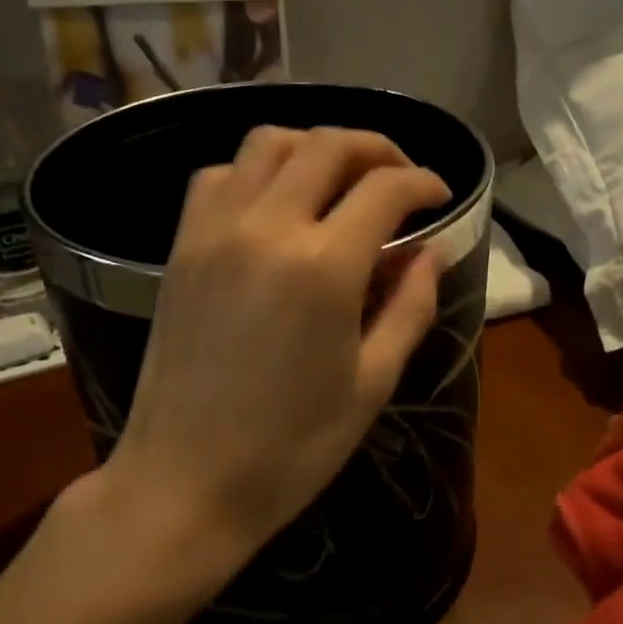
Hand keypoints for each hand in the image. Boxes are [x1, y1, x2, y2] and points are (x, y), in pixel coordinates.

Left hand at [95, 125, 450, 594]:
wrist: (186, 481)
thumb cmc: (291, 447)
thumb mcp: (373, 382)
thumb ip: (411, 305)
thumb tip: (432, 252)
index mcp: (324, 266)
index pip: (385, 188)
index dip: (423, 182)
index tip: (441, 198)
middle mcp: (267, 227)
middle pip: (327, 144)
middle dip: (376, 148)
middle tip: (400, 177)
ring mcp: (215, 231)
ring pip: (267, 142)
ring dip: (314, 146)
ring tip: (340, 179)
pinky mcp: (181, 247)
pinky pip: (219, 176)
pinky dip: (257, 170)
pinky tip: (276, 204)